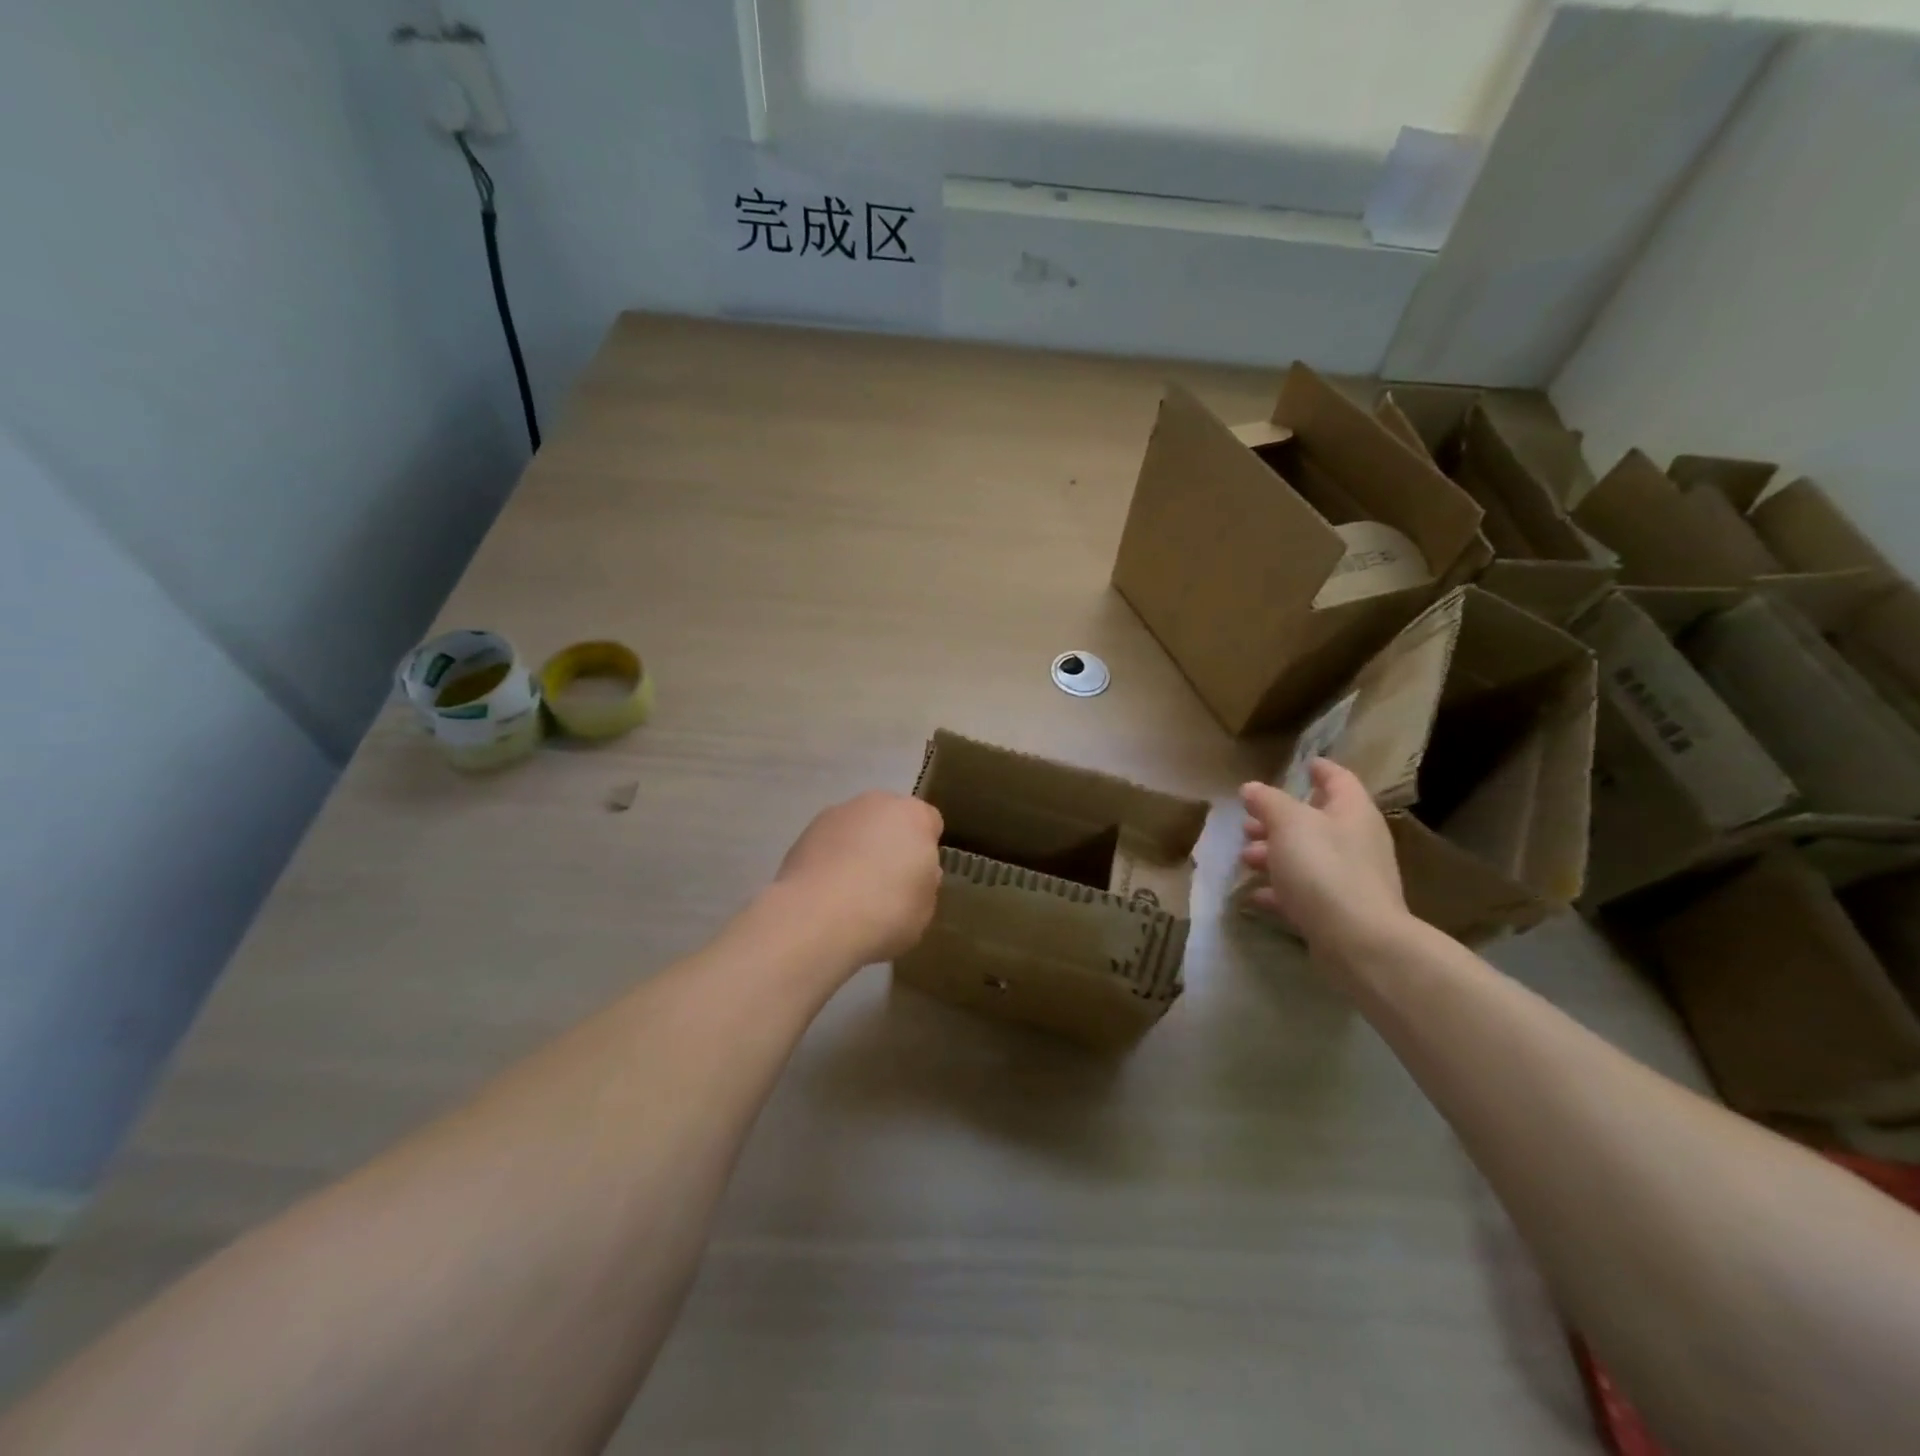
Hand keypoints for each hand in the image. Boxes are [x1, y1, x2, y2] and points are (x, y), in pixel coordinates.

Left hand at [772, 791, 944, 966]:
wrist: (818, 917)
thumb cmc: (886, 911)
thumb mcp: (925, 907)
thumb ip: (924, 882)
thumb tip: (916, 874)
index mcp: (914, 816)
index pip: (930, 823)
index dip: (925, 850)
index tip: (917, 878)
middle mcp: (876, 803)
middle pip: (890, 819)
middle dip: (890, 843)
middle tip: (887, 883)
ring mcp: (837, 814)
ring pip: (857, 829)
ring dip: (857, 849)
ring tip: (851, 892)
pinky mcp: (805, 832)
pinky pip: (829, 844)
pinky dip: (830, 860)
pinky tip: (826, 893)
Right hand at [1239, 759, 1406, 955]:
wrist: (1358, 941)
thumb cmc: (1324, 868)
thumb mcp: (1289, 824)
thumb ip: (1269, 802)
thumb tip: (1252, 788)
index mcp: (1351, 812)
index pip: (1338, 779)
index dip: (1320, 769)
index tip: (1303, 764)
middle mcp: (1357, 841)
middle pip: (1317, 820)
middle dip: (1280, 819)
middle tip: (1248, 821)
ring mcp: (1351, 879)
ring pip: (1308, 857)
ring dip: (1275, 854)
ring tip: (1244, 857)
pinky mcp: (1339, 912)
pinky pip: (1305, 892)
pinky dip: (1280, 890)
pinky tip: (1255, 895)